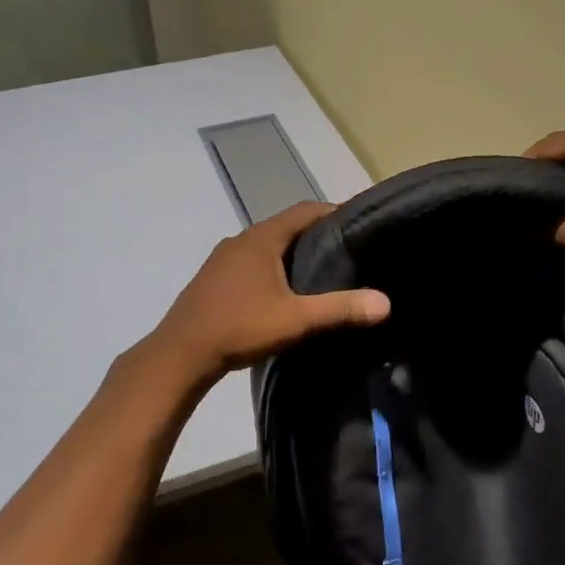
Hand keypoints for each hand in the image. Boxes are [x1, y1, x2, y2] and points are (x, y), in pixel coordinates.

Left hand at [149, 200, 390, 381]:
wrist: (179, 355)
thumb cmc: (239, 327)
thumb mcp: (295, 320)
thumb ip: (340, 309)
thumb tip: (385, 302)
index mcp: (261, 238)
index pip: (305, 210)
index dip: (334, 212)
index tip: (360, 224)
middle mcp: (241, 239)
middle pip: (287, 227)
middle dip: (317, 235)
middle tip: (349, 250)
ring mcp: (223, 258)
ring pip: (268, 246)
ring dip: (293, 253)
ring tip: (323, 271)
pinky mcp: (214, 278)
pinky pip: (252, 262)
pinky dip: (274, 267)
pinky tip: (285, 291)